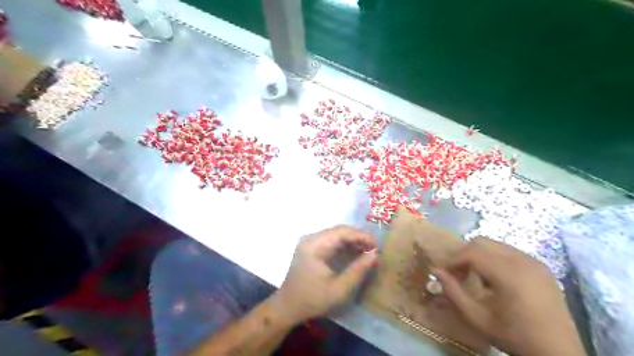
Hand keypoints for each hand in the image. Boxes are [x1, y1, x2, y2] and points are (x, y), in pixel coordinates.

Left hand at [274, 227, 375, 323]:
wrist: (288, 306)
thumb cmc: (313, 299)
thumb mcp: (339, 289)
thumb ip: (358, 270)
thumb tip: (374, 254)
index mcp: (315, 245)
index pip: (342, 232)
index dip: (361, 236)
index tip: (377, 246)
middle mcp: (311, 238)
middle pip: (339, 230)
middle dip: (358, 237)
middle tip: (374, 249)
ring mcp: (310, 241)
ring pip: (336, 234)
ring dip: (352, 240)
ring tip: (368, 251)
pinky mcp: (311, 246)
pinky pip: (331, 240)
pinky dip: (344, 245)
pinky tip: (355, 252)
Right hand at [434, 236, 586, 355]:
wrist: (559, 354)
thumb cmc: (514, 336)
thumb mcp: (477, 318)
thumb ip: (453, 292)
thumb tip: (435, 271)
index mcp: (509, 273)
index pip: (471, 252)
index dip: (453, 259)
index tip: (443, 272)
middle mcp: (523, 260)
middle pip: (482, 242)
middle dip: (464, 254)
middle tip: (458, 273)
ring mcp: (534, 261)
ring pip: (495, 245)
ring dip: (479, 256)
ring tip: (475, 277)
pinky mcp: (541, 267)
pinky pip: (509, 252)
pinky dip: (495, 259)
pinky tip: (496, 280)